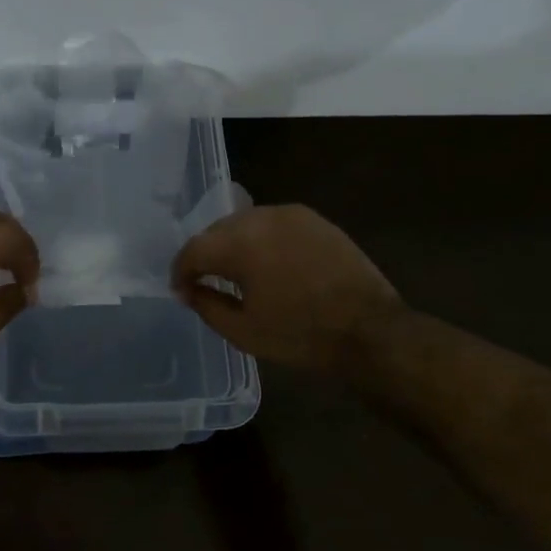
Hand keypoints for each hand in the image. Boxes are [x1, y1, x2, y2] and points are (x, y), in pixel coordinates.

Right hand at [171, 204, 400, 373]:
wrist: (370, 331)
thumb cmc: (301, 336)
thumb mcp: (243, 331)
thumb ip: (206, 305)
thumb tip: (188, 290)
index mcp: (240, 244)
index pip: (194, 249)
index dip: (181, 270)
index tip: (181, 290)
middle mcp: (262, 218)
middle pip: (218, 230)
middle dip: (206, 254)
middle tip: (204, 281)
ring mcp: (291, 215)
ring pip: (246, 222)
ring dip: (233, 244)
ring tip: (236, 271)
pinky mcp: (315, 220)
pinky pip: (273, 223)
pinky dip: (261, 239)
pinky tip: (267, 262)